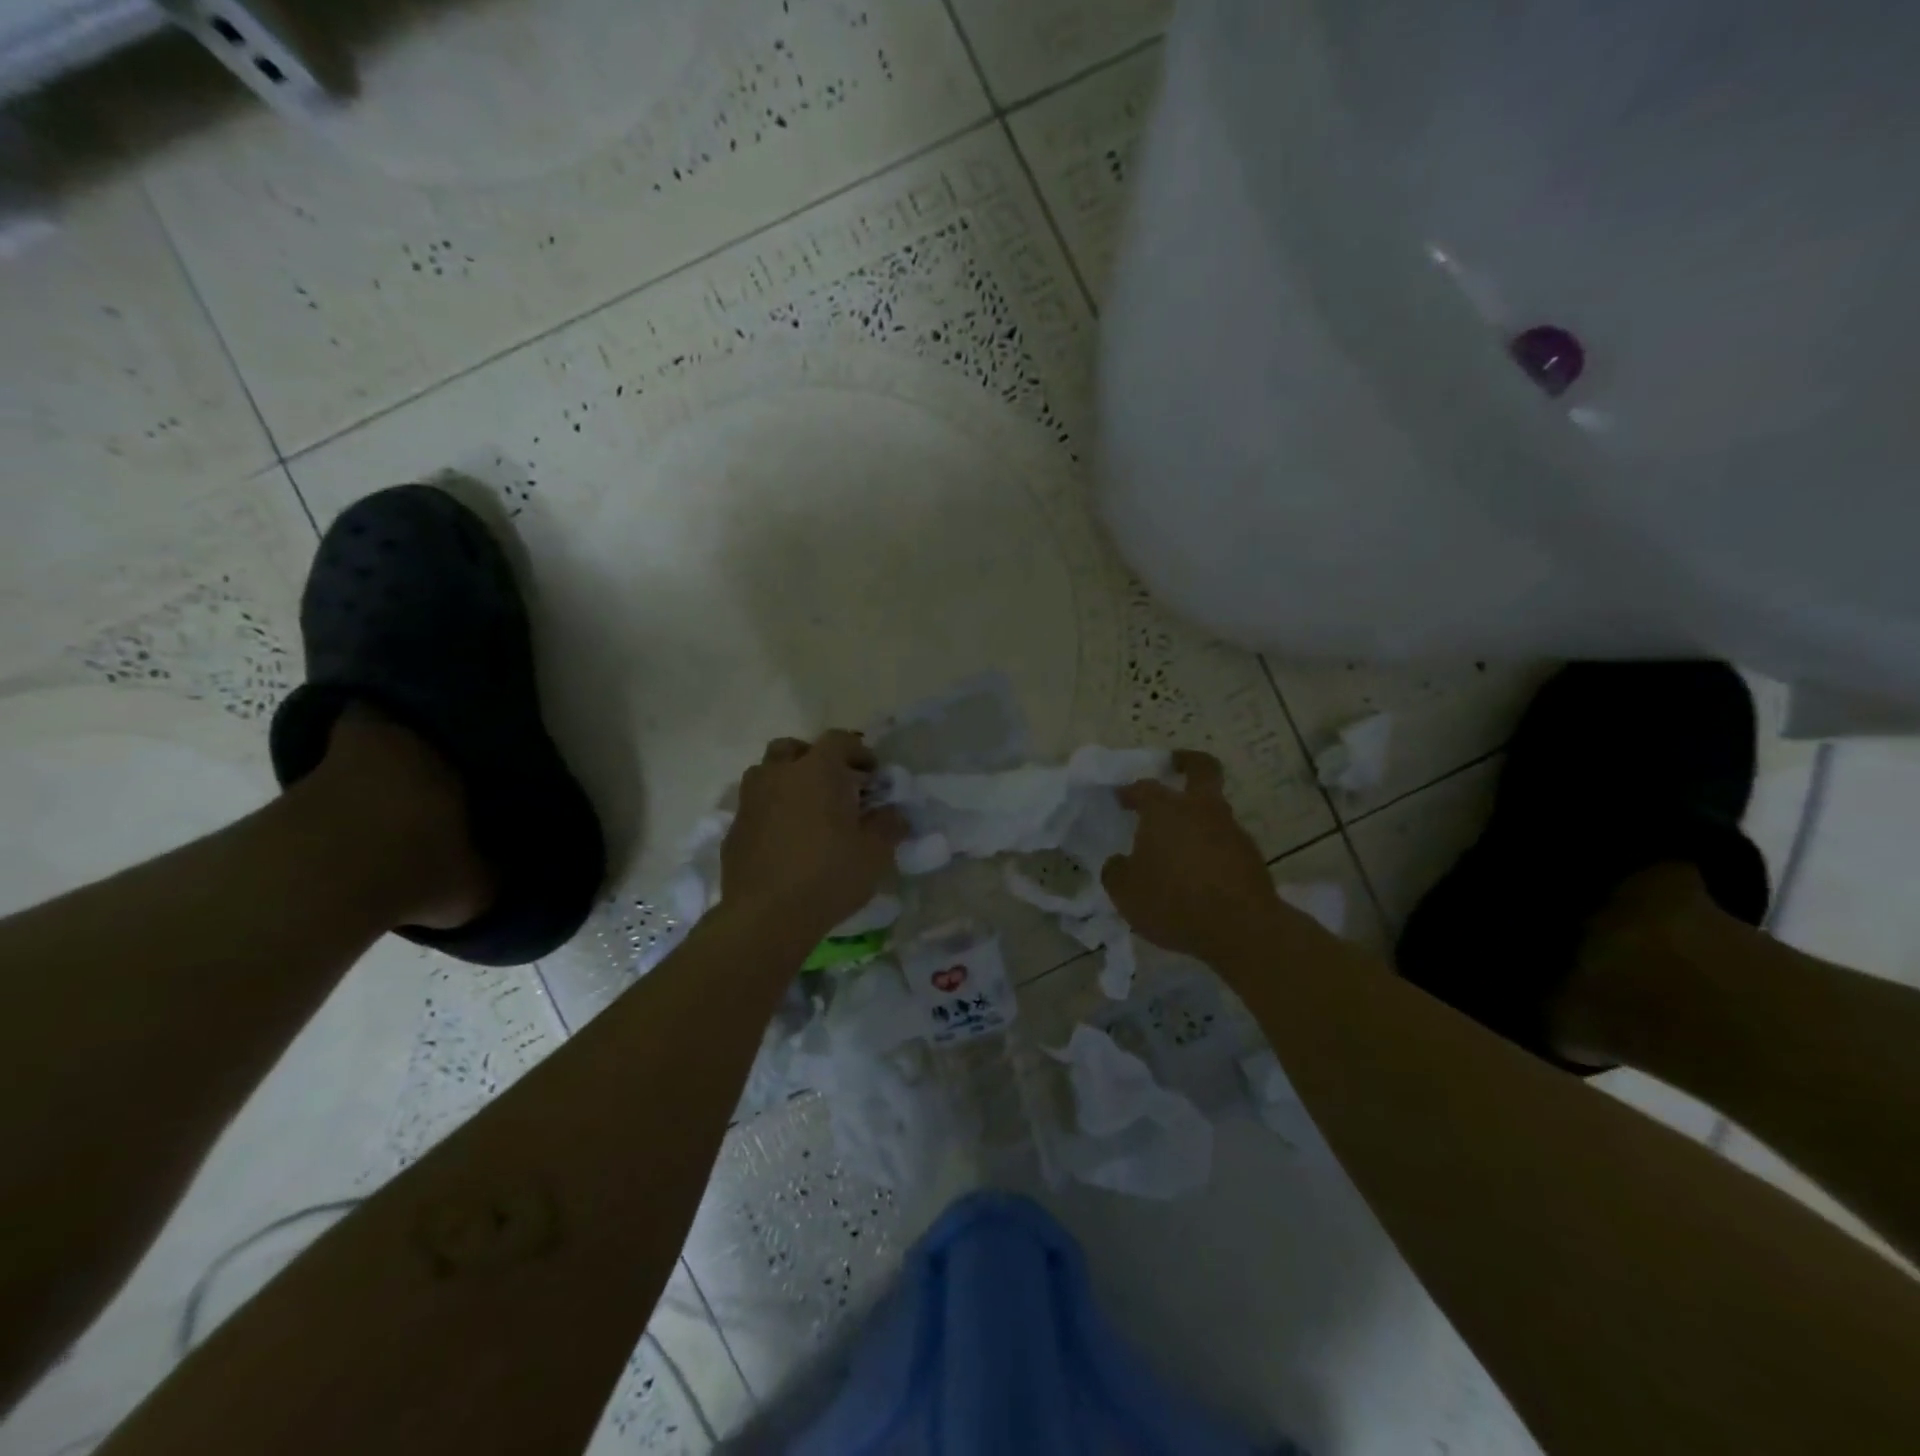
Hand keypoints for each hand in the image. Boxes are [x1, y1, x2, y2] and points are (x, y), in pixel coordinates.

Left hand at [721, 731, 906, 940]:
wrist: (766, 917)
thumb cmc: (828, 876)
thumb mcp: (875, 853)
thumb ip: (888, 825)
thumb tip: (893, 814)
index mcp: (816, 770)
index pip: (838, 740)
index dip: (859, 751)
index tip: (872, 774)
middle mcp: (778, 775)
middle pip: (792, 749)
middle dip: (814, 759)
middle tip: (834, 785)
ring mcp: (750, 801)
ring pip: (767, 774)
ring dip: (787, 782)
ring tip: (807, 811)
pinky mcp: (733, 829)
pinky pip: (755, 807)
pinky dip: (771, 812)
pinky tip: (786, 840)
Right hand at [1102, 750, 1296, 967]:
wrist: (1241, 929)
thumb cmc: (1173, 902)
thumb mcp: (1125, 892)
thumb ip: (1116, 871)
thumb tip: (1119, 862)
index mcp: (1165, 810)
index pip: (1144, 787)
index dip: (1129, 791)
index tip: (1120, 799)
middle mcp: (1201, 809)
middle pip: (1202, 769)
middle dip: (1187, 763)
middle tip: (1174, 766)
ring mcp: (1231, 830)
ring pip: (1214, 809)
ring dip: (1198, 816)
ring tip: (1179, 842)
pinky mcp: (1251, 856)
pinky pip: (1225, 841)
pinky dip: (1211, 847)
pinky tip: (1199, 871)